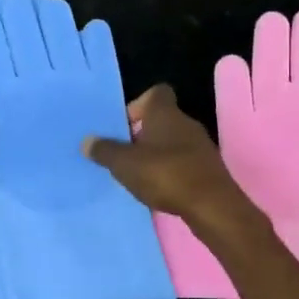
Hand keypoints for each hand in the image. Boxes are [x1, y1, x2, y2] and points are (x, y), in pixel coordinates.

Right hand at [83, 84, 259, 238]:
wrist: (212, 206)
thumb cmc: (165, 174)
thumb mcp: (124, 164)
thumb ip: (104, 151)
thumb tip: (87, 141)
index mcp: (165, 113)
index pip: (155, 93)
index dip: (137, 105)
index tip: (123, 126)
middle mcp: (186, 123)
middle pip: (160, 119)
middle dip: (141, 134)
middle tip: (123, 154)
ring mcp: (200, 146)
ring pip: (171, 142)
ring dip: (154, 154)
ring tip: (137, 174)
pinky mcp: (207, 168)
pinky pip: (182, 161)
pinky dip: (169, 170)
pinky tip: (158, 188)